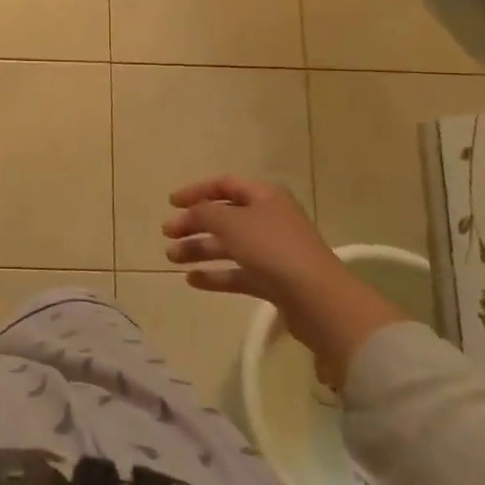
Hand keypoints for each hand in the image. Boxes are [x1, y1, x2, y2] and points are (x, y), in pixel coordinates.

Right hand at [164, 176, 405, 387]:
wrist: (318, 299)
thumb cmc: (272, 249)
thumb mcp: (231, 222)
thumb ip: (204, 212)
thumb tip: (191, 211)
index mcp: (264, 196)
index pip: (225, 184)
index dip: (196, 191)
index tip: (171, 203)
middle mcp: (269, 219)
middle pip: (224, 216)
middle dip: (193, 224)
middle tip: (167, 234)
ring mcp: (272, 251)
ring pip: (228, 245)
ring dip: (199, 249)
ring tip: (172, 258)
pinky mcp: (274, 280)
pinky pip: (238, 273)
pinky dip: (215, 274)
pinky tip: (192, 280)